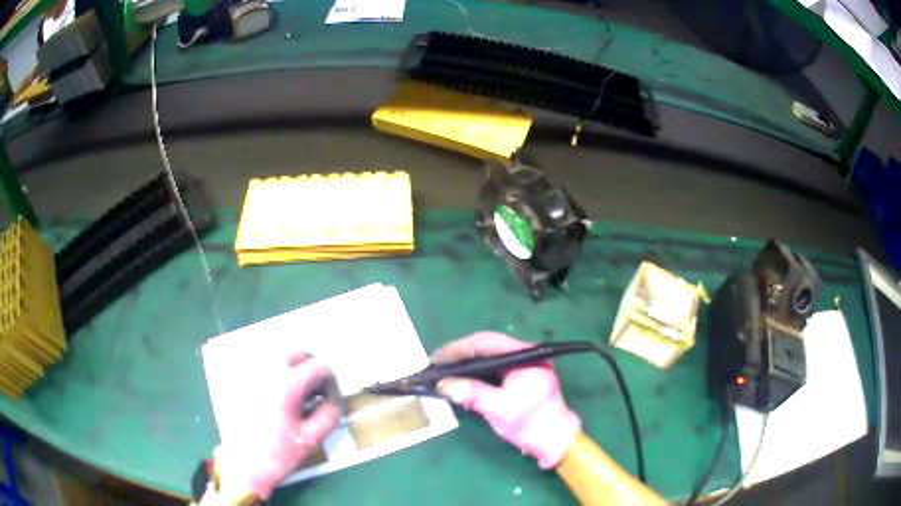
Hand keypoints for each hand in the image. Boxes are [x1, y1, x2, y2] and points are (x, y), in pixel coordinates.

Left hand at [220, 354, 339, 499]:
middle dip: (311, 370)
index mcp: (286, 386)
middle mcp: (267, 373)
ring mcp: (251, 376)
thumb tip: (334, 399)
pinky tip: (279, 399)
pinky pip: (264, 368)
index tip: (330, 395)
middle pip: (297, 355)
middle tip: (317, 392)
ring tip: (299, 396)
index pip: (318, 366)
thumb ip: (329, 415)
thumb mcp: (310, 439)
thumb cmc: (277, 454)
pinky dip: (277, 376)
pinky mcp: (242, 383)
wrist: (244, 465)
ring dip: (294, 371)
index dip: (330, 380)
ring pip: (279, 359)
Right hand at [432, 332, 580, 468]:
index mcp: (526, 355)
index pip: (486, 342)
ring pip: (487, 356)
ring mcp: (522, 364)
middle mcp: (525, 354)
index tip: (437, 357)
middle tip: (435, 363)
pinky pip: (491, 368)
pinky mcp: (518, 376)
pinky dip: (474, 373)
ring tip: (442, 370)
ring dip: (465, 363)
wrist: (554, 440)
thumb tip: (444, 385)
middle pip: (486, 346)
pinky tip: (460, 379)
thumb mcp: (499, 408)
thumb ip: (472, 393)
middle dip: (459, 354)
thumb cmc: (531, 423)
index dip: (459, 348)